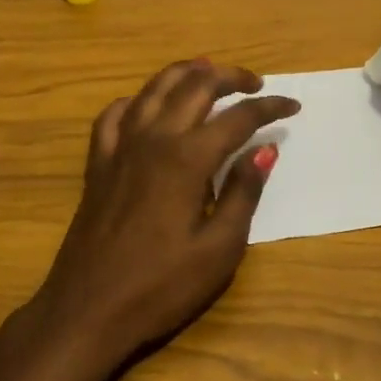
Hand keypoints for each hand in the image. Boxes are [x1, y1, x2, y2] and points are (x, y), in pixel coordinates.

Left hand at [31, 59, 298, 371]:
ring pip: (154, 88)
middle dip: (231, 77)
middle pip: (195, 86)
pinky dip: (138, 100)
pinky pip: (115, 114)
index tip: (293, 106)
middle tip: (256, 84)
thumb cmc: (160, 286)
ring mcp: (120, 147)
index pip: (238, 117)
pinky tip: (148, 106)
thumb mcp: (218, 249)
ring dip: (186, 74)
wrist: (87, 309)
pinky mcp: (98, 163)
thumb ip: (244, 192)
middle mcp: (153, 139)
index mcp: (187, 159)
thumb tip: (265, 149)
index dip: (269, 107)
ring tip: (208, 71)